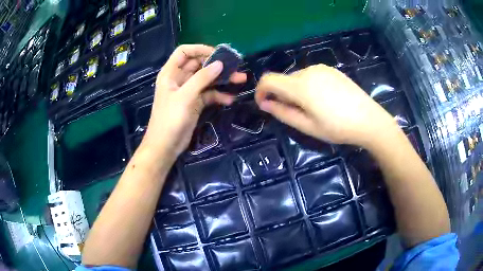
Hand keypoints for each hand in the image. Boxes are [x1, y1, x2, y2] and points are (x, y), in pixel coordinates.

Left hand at [141, 45, 246, 159]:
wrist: (166, 146)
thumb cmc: (170, 119)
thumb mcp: (186, 96)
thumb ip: (202, 78)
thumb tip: (220, 63)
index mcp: (171, 72)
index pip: (184, 52)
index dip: (200, 49)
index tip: (218, 54)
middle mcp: (179, 78)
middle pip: (198, 64)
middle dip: (216, 64)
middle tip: (235, 66)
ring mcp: (188, 91)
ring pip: (206, 79)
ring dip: (222, 79)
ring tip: (241, 79)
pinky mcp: (195, 103)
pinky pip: (208, 94)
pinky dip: (219, 95)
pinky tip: (230, 99)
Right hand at [255, 64, 397, 147]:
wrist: (369, 119)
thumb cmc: (338, 128)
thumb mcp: (308, 126)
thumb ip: (283, 113)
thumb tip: (265, 103)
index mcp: (300, 86)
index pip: (268, 80)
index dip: (260, 91)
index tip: (264, 105)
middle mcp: (308, 71)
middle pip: (283, 79)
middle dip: (281, 94)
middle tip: (295, 114)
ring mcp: (321, 68)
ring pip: (297, 77)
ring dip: (295, 91)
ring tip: (312, 108)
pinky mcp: (331, 70)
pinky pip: (310, 75)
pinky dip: (308, 85)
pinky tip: (323, 99)